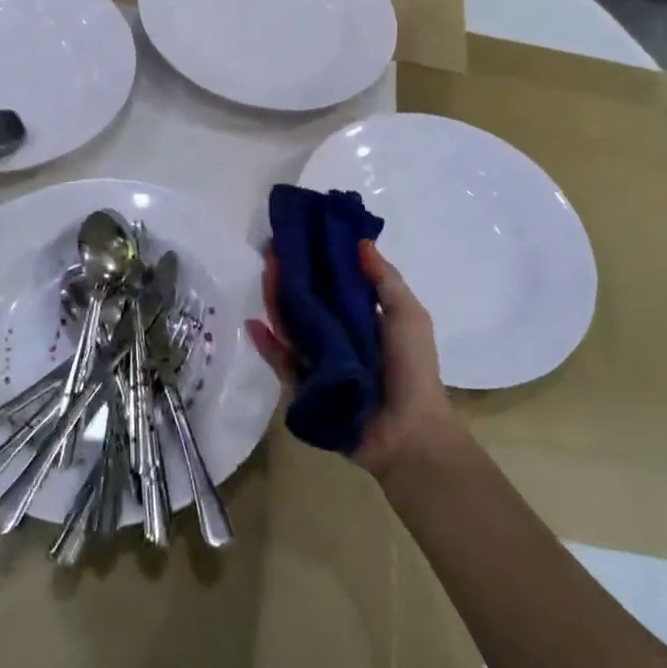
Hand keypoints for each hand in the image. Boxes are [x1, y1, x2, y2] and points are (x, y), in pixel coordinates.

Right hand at [247, 239, 457, 482]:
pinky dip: (268, 345)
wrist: (408, 432)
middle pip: (310, 302)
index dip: (321, 261)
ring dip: (278, 303)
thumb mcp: (409, 317)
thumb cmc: (413, 369)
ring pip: (293, 328)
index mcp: (366, 319)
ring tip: (264, 276)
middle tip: (274, 251)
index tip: (304, 235)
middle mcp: (340, 336)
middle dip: (293, 278)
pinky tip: (254, 324)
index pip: (337, 284)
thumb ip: (386, 281)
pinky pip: (283, 362)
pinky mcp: (304, 387)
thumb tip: (361, 242)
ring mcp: (321, 361)